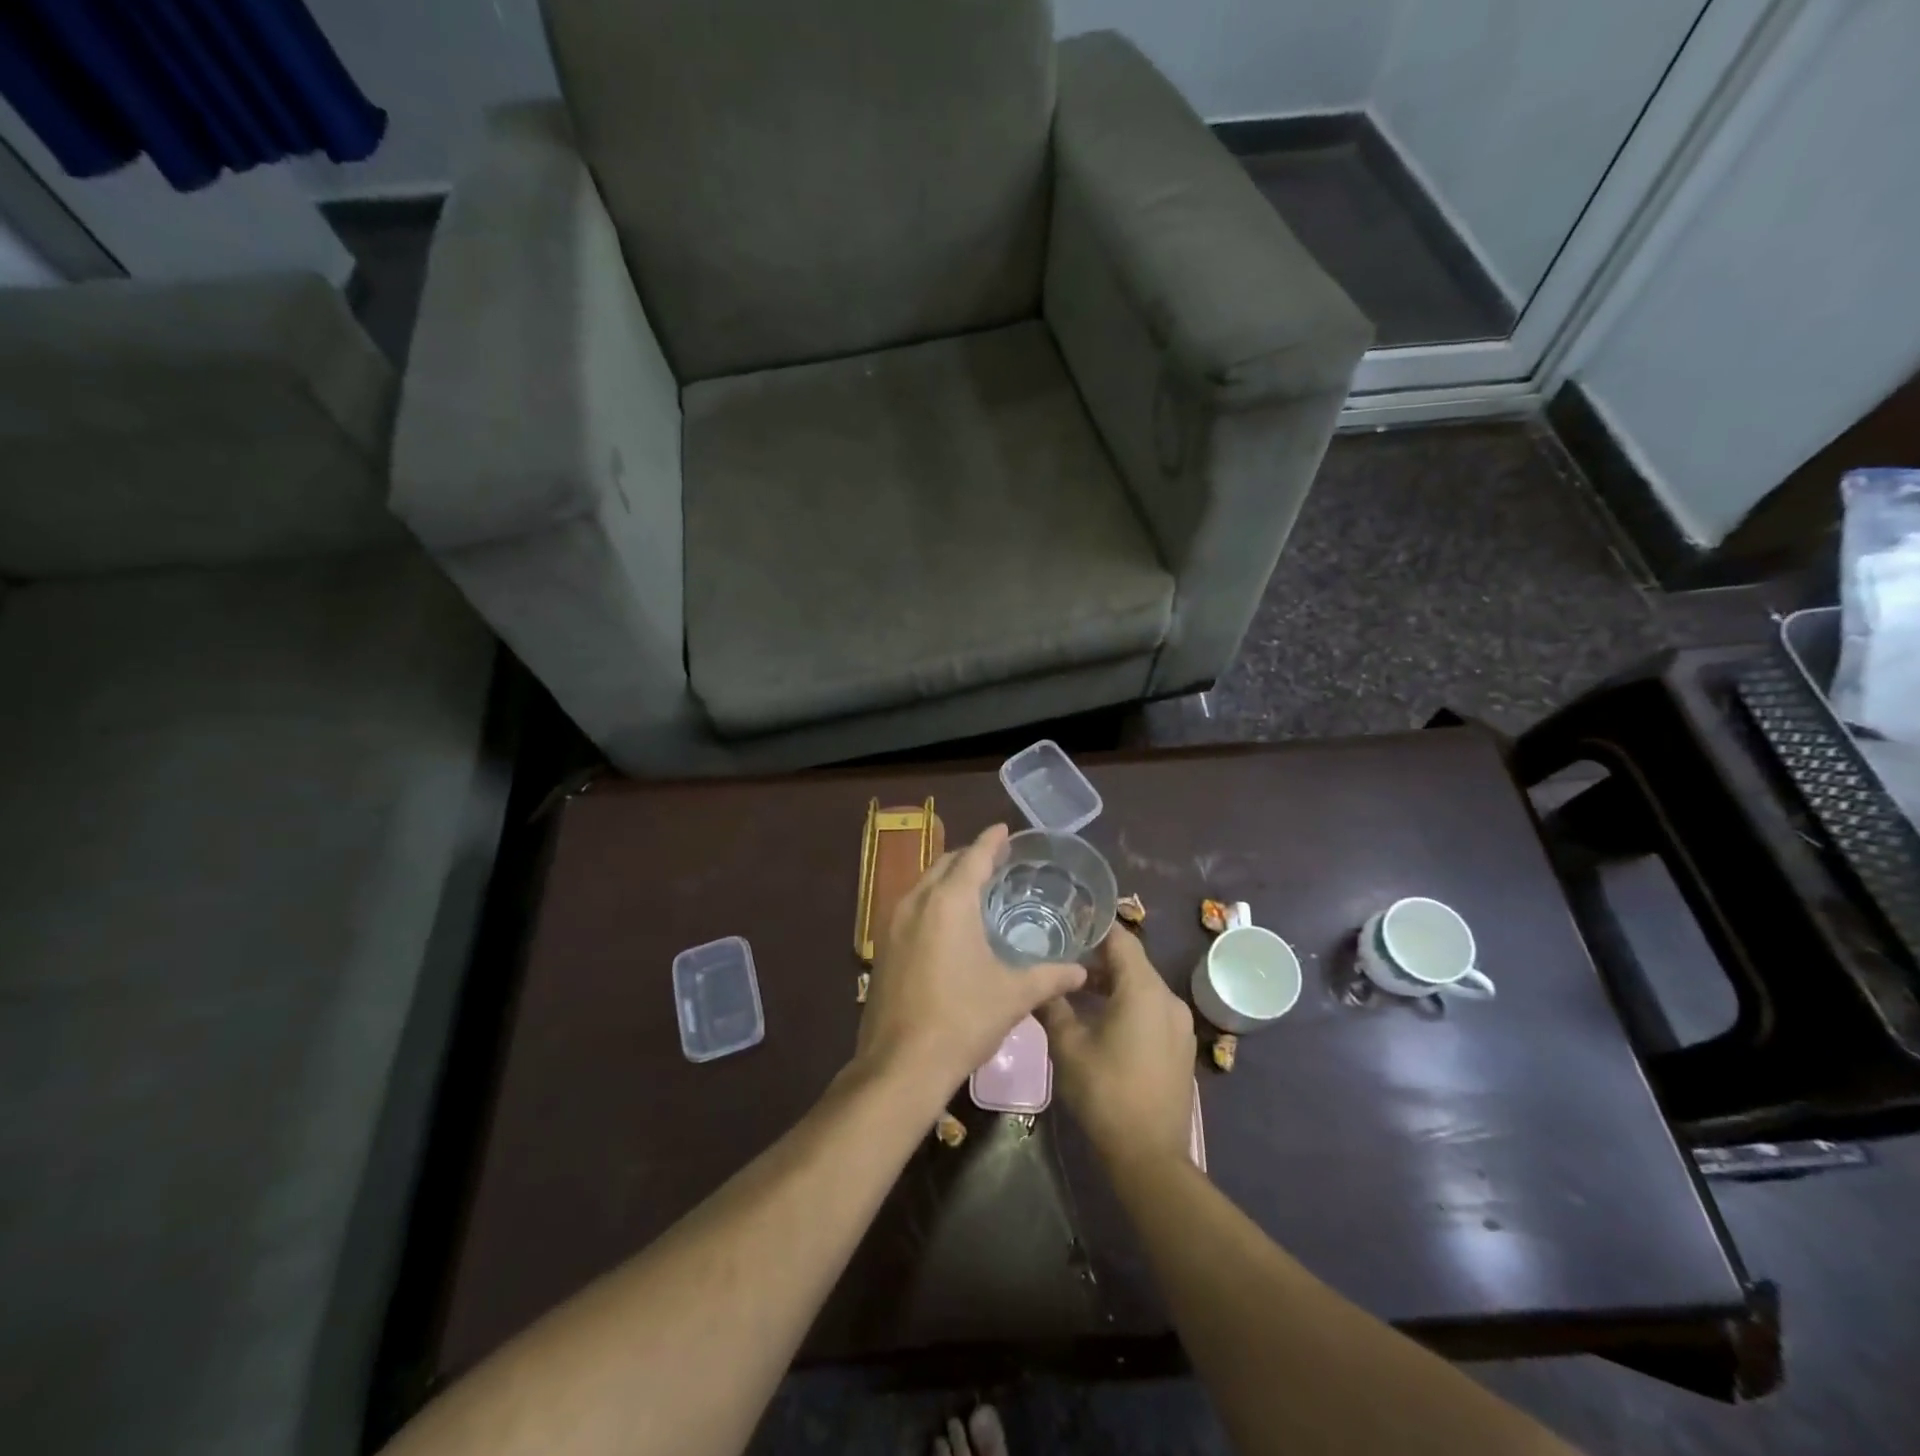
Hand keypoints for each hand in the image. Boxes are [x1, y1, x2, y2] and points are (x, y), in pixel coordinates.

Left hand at [855, 824, 1086, 1105]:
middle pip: (945, 864)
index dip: (991, 840)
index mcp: (949, 902)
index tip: (1004, 829)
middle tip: (997, 860)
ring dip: (949, 877)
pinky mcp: (883, 946)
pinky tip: (949, 922)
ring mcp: (893, 923)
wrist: (901, 1065)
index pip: (974, 857)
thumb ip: (1050, 977)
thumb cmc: (963, 1020)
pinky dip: (933, 900)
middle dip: (970, 856)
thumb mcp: (1013, 996)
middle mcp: (917, 902)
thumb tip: (1082, 971)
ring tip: (975, 886)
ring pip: (925, 884)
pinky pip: (912, 906)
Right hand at [1038, 927, 1195, 1170]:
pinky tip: (1101, 1019)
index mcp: (1143, 990)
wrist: (1150, 1156)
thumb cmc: (1105, 1092)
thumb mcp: (1068, 1046)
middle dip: (1097, 958)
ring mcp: (1179, 1023)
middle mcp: (1168, 998)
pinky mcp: (1180, 1045)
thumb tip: (1037, 981)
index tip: (1066, 922)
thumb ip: (1053, 1005)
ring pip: (1142, 987)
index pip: (1120, 938)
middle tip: (1061, 956)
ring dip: (1111, 983)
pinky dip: (1127, 1004)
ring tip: (1075, 989)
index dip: (1094, 927)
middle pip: (1132, 962)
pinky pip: (1151, 1009)